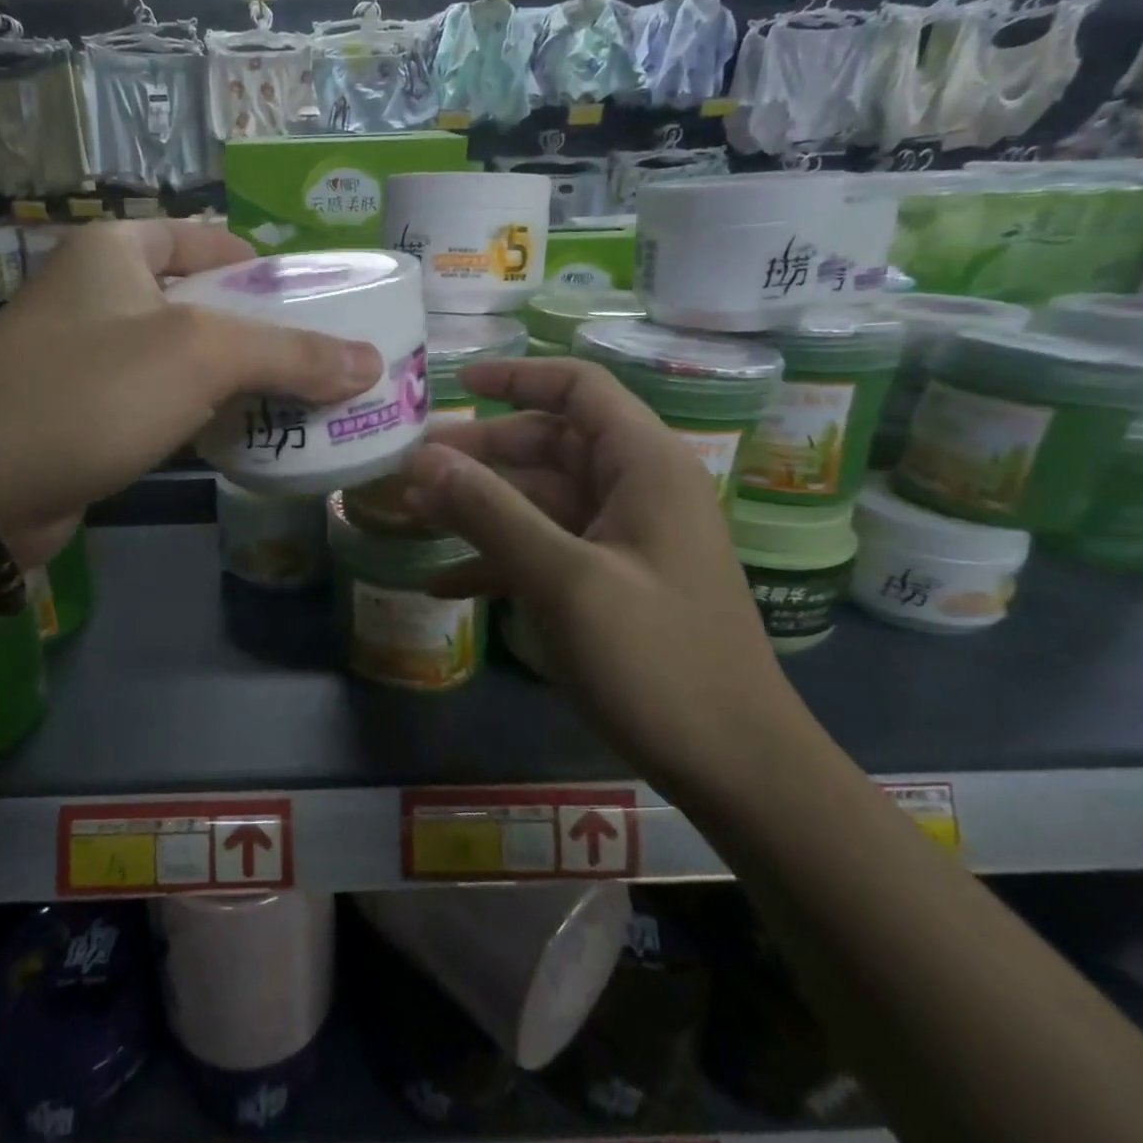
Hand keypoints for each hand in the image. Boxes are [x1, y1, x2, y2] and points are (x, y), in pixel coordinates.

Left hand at [0, 222, 381, 567]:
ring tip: (305, 403)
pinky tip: (249, 437)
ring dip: (240, 381)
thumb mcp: (200, 357)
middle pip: (204, 303)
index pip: (209, 241)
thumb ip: (291, 353)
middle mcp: (100, 293)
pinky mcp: (87, 414)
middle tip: (326, 363)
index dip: (267, 269)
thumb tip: (371, 363)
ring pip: (186, 359)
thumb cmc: (90, 393)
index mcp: (117, 251)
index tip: (317, 305)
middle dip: (264, 333)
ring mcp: (89, 357)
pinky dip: (206, 415)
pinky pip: (164, 403)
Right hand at [405, 357, 798, 794]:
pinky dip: (496, 560)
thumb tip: (425, 461)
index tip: (455, 385)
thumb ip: (492, 513)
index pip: (578, 390)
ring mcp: (621, 540)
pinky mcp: (609, 583)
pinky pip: (544, 551)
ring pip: (538, 501)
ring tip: (410, 518)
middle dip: (478, 455)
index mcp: (644, 466)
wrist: (732, 763)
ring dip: (477, 508)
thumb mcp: (565, 580)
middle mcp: (634, 491)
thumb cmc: (657, 659)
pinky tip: (443, 585)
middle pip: (547, 446)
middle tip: (410, 467)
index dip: (517, 379)